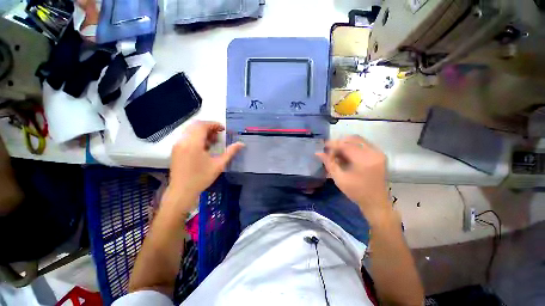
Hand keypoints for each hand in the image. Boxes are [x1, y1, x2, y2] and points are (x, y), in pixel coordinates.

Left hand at [163, 121, 243, 213]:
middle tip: (219, 135)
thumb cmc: (201, 178)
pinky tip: (204, 147)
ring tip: (213, 142)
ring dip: (203, 132)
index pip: (202, 125)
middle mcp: (183, 141)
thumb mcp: (219, 165)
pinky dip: (196, 137)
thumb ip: (230, 152)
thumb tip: (241, 144)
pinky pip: (187, 137)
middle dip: (209, 127)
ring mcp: (178, 145)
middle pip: (196, 125)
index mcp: (193, 143)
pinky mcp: (176, 150)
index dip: (214, 124)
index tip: (223, 129)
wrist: (182, 191)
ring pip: (190, 131)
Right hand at [316, 136, 390, 223]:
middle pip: (353, 139)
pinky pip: (363, 144)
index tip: (323, 146)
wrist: (376, 202)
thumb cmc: (356, 192)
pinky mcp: (379, 155)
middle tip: (330, 150)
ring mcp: (378, 153)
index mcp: (364, 160)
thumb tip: (318, 153)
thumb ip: (329, 163)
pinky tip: (346, 154)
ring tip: (337, 152)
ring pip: (358, 140)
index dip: (333, 144)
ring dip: (346, 144)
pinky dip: (352, 146)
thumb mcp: (339, 178)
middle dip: (339, 142)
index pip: (346, 145)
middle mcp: (374, 153)